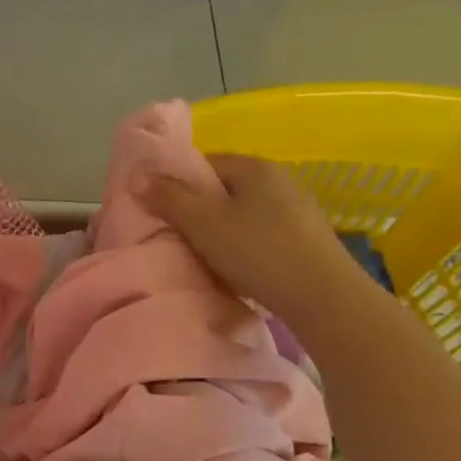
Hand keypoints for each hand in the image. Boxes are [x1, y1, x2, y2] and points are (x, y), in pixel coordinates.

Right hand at [139, 153, 362, 318]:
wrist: (323, 297)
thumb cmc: (257, 251)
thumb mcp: (203, 222)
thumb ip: (168, 197)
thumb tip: (137, 175)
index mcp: (255, 167)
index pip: (205, 163)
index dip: (177, 184)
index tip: (161, 210)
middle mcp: (280, 180)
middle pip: (224, 189)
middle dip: (199, 210)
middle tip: (178, 236)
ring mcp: (297, 211)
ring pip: (243, 214)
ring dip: (222, 231)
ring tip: (204, 257)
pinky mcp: (306, 241)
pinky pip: (262, 236)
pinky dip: (244, 248)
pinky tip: (237, 270)